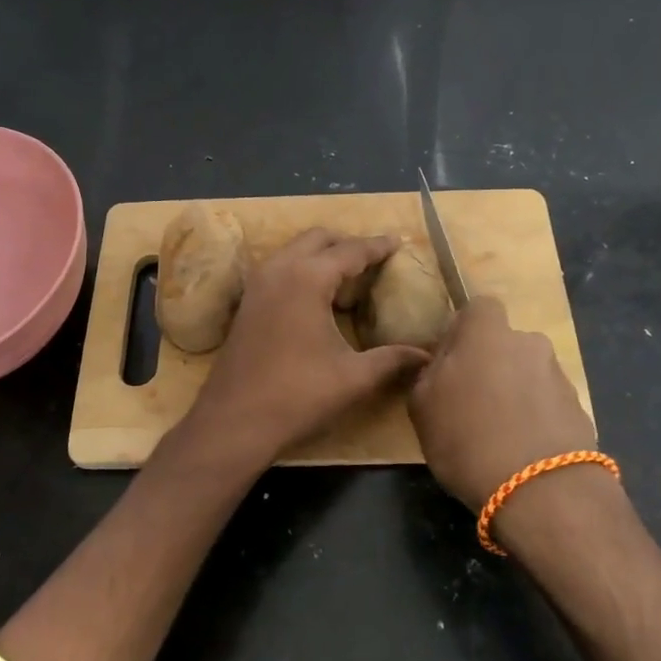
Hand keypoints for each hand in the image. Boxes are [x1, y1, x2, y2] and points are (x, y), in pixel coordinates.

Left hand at [186, 229, 429, 465]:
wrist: (233, 421)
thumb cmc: (297, 396)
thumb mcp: (353, 378)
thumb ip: (392, 360)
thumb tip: (426, 356)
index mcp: (307, 278)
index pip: (350, 251)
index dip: (377, 247)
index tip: (399, 242)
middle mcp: (279, 270)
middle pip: (318, 239)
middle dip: (347, 244)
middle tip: (374, 260)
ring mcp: (257, 285)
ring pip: (294, 251)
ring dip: (322, 255)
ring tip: (349, 278)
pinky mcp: (247, 302)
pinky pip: (280, 269)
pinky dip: (302, 270)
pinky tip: (318, 298)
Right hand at [408, 297, 596, 509]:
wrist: (541, 491)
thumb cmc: (467, 438)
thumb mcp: (422, 407)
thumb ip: (427, 374)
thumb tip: (440, 364)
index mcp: (487, 333)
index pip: (479, 306)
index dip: (464, 329)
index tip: (450, 361)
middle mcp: (528, 343)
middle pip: (505, 343)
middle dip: (490, 364)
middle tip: (471, 402)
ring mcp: (559, 376)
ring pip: (527, 373)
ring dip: (514, 392)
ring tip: (498, 434)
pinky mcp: (579, 410)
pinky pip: (547, 403)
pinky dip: (534, 418)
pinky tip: (521, 451)